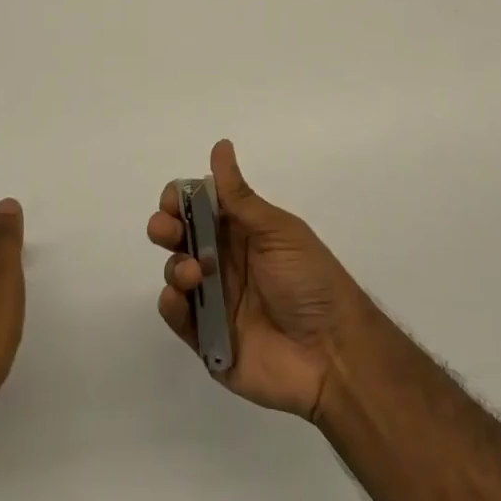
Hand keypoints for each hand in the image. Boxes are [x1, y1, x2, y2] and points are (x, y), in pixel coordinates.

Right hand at [148, 141, 367, 420]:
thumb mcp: (277, 230)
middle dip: (164, 227)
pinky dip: (170, 304)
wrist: (335, 355)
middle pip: (179, 236)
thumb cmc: (310, 281)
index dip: (179, 199)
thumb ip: (239, 195)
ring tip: (194, 273)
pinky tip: (178, 297)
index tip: (173, 201)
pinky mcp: (208, 339)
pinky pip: (178, 317)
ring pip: (175, 272)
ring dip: (175, 266)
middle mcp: (223, 261)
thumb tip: (221, 145)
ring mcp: (214, 300)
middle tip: (168, 231)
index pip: (198, 206)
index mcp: (241, 232)